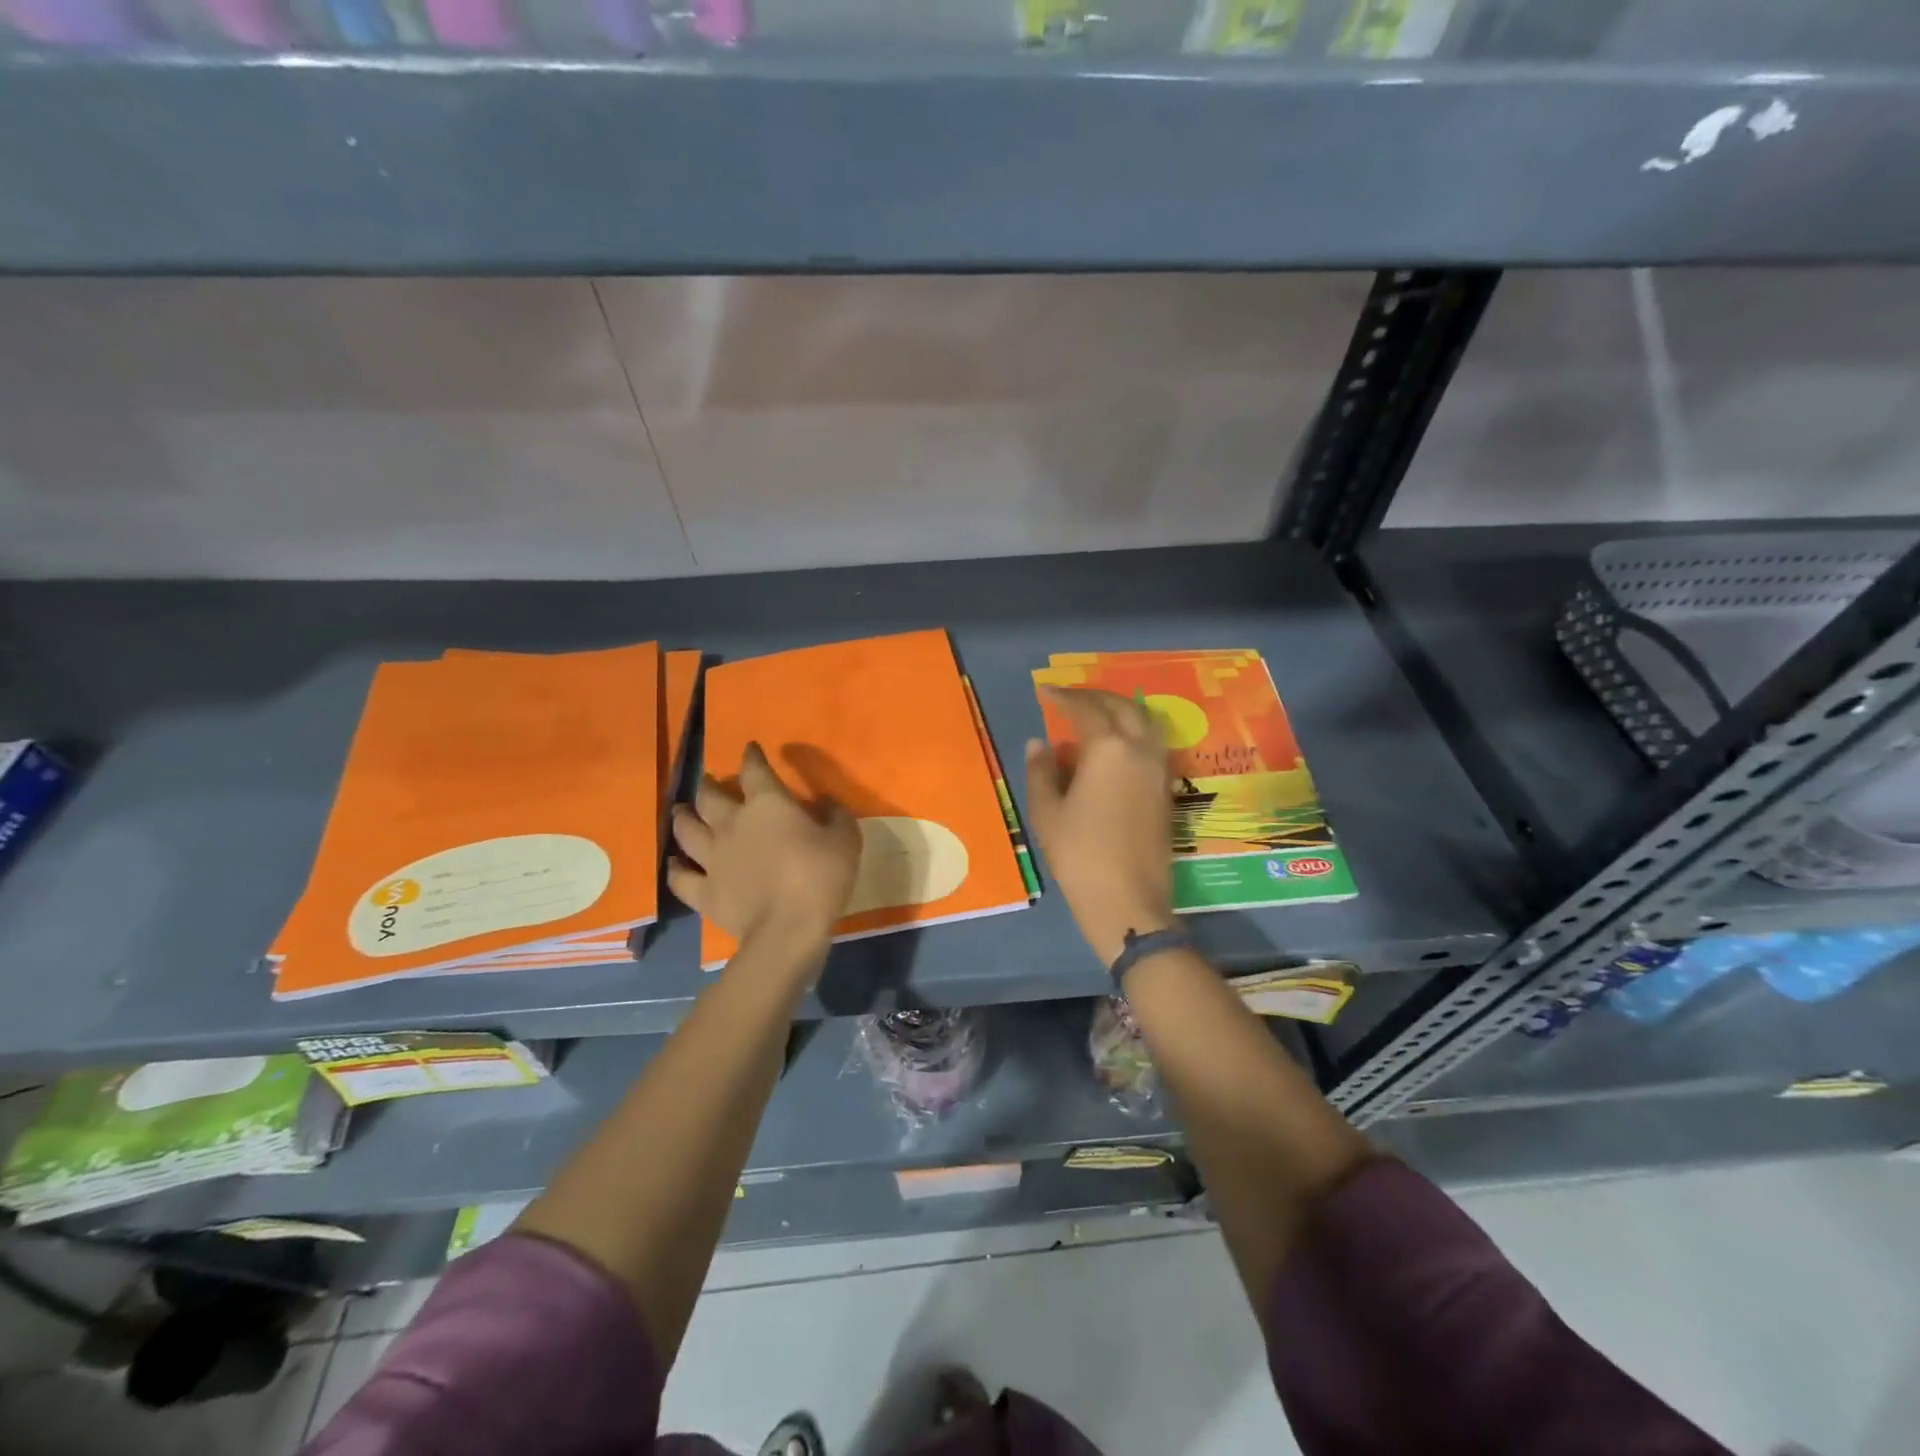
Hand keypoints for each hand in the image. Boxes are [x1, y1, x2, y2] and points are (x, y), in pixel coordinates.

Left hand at [668, 742, 861, 957]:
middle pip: (710, 796)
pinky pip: (680, 877)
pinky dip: (675, 869)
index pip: (754, 770)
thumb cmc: (821, 877)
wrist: (788, 929)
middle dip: (709, 785)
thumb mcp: (845, 839)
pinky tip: (673, 864)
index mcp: (768, 804)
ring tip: (681, 811)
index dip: (752, 756)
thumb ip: (835, 815)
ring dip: (683, 817)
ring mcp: (712, 858)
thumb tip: (825, 802)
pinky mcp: (703, 892)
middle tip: (708, 781)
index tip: (750, 748)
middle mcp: (732, 823)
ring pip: (686, 830)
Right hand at [1025, 688, 1175, 964]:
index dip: (1063, 697)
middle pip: (1122, 707)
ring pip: (1145, 721)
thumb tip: (1040, 743)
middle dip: (1095, 697)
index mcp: (1108, 749)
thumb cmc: (1079, 854)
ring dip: (1120, 709)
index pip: (1085, 709)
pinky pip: (1153, 743)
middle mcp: (1139, 749)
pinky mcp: (1167, 789)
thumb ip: (1042, 771)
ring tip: (1096, 714)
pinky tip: (1116, 744)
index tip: (1045, 691)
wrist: (1127, 900)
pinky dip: (1134, 730)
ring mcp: (1159, 769)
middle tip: (1070, 698)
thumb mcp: (1047, 812)